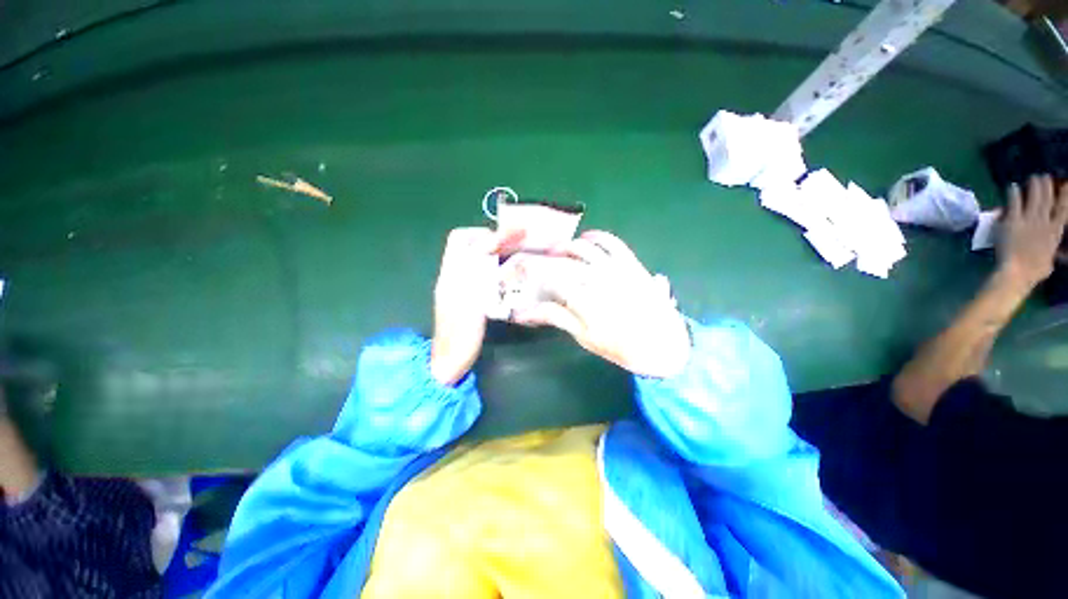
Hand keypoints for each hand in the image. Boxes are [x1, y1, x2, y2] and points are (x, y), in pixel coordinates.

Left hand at [430, 228, 521, 384]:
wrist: (449, 362)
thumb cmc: (461, 337)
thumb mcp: (472, 304)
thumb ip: (479, 276)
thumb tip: (489, 249)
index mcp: (450, 276)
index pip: (460, 239)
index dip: (483, 235)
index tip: (506, 240)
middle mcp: (451, 276)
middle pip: (465, 245)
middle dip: (489, 241)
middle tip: (513, 247)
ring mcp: (456, 286)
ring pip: (473, 258)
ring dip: (491, 254)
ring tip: (513, 258)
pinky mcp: (463, 297)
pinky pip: (477, 273)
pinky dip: (491, 268)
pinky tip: (505, 277)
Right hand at [512, 231, 690, 378]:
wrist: (662, 344)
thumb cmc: (619, 346)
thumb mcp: (583, 337)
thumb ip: (555, 318)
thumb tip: (523, 312)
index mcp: (583, 299)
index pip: (548, 279)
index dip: (531, 276)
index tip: (521, 276)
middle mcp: (596, 277)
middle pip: (561, 261)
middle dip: (542, 258)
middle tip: (532, 262)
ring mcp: (615, 267)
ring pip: (582, 246)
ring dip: (565, 246)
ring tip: (556, 251)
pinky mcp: (630, 262)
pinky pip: (611, 241)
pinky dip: (596, 236)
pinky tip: (586, 237)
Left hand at [997, 175, 1067, 290]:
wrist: (1018, 272)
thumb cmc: (1033, 272)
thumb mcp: (1048, 262)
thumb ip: (1051, 256)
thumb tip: (1053, 259)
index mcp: (1055, 232)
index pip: (1063, 210)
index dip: (1065, 197)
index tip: (1066, 184)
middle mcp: (1044, 223)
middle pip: (1047, 200)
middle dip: (1047, 187)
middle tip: (1045, 176)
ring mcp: (1029, 221)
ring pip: (1034, 198)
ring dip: (1034, 186)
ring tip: (1033, 177)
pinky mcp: (1013, 221)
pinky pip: (1014, 203)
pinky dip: (1014, 194)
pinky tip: (1012, 186)